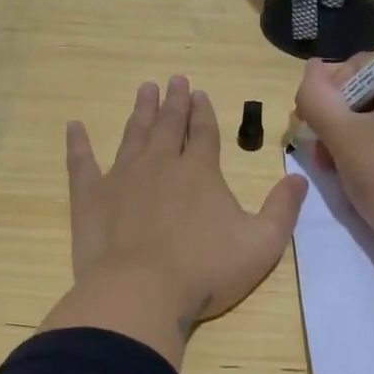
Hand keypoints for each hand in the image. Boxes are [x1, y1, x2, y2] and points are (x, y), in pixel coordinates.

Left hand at [41, 76, 309, 366]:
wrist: (141, 293)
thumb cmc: (205, 271)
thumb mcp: (262, 244)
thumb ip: (282, 209)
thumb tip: (299, 177)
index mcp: (200, 172)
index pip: (204, 133)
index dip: (204, 113)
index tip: (200, 93)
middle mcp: (161, 164)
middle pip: (169, 125)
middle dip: (174, 102)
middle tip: (174, 80)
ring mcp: (122, 177)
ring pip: (133, 135)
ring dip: (141, 112)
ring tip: (145, 90)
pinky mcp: (91, 197)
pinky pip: (82, 163)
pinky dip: (78, 144)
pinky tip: (74, 126)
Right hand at [294, 55, 373, 264]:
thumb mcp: (341, 135)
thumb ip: (317, 96)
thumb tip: (312, 67)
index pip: (360, 68)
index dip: (330, 97)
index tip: (316, 131)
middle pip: (372, 93)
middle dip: (341, 122)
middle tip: (324, 157)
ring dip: (355, 138)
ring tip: (339, 170)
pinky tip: (366, 175)